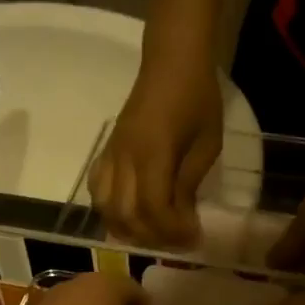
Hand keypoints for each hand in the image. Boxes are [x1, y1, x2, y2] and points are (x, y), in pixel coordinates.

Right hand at [91, 55, 222, 248]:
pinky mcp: (107, 152)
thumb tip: (181, 218)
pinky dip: (110, 211)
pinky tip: (129, 216)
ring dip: (128, 230)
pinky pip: (97, 190)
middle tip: (177, 242)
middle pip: (127, 215)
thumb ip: (189, 184)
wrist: (172, 62)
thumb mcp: (206, 145)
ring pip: (106, 207)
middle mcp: (125, 158)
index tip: (194, 239)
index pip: (154, 209)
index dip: (173, 231)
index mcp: (153, 154)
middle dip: (153, 237)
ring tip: (153, 234)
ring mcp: (112, 155)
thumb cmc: (198, 99)